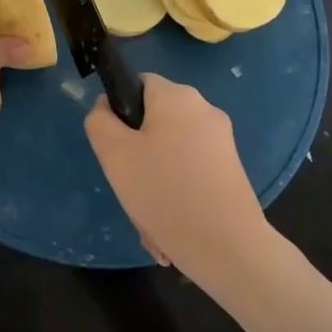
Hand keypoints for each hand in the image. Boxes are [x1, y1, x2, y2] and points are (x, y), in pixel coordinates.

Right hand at [85, 73, 277, 294]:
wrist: (227, 247)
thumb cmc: (164, 191)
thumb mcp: (113, 154)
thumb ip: (100, 121)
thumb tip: (106, 108)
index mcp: (177, 96)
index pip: (138, 83)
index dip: (120, 110)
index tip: (115, 146)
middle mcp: (205, 110)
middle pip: (155, 121)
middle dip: (137, 155)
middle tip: (129, 186)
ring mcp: (222, 142)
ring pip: (170, 153)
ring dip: (153, 182)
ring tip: (149, 219)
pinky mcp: (231, 170)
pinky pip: (190, 174)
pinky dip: (176, 194)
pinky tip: (169, 227)